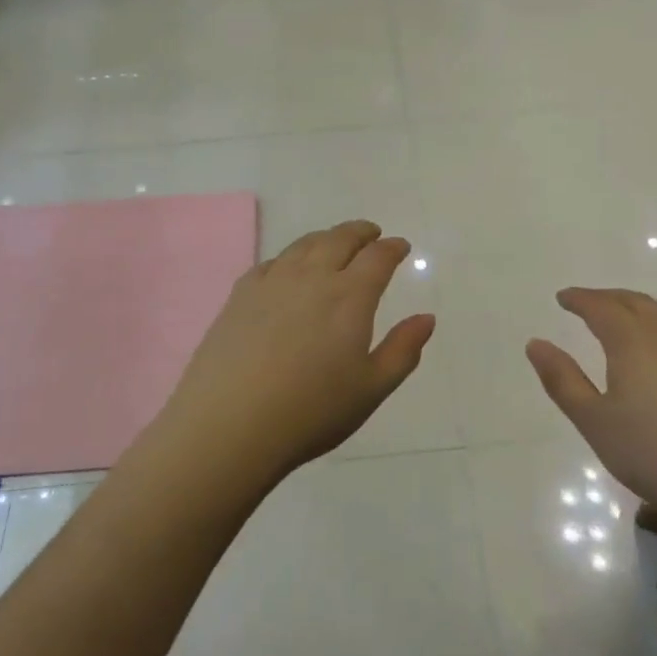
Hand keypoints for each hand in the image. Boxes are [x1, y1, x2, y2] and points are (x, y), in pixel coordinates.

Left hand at [156, 220, 435, 485]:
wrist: (229, 423)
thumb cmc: (311, 411)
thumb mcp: (371, 389)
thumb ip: (403, 350)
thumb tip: (426, 318)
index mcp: (350, 296)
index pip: (377, 258)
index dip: (392, 248)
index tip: (400, 246)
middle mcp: (312, 277)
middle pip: (340, 239)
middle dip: (360, 232)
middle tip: (371, 233)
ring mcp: (272, 282)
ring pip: (304, 245)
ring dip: (326, 238)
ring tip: (333, 243)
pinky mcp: (240, 294)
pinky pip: (272, 262)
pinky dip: (290, 257)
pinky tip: (288, 268)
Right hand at [526, 288, 656, 551]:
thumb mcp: (595, 423)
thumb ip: (563, 380)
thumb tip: (535, 343)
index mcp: (632, 338)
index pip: (600, 306)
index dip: (579, 299)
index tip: (563, 298)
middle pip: (636, 302)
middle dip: (610, 299)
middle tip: (593, 303)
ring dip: (645, 311)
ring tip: (633, 320)